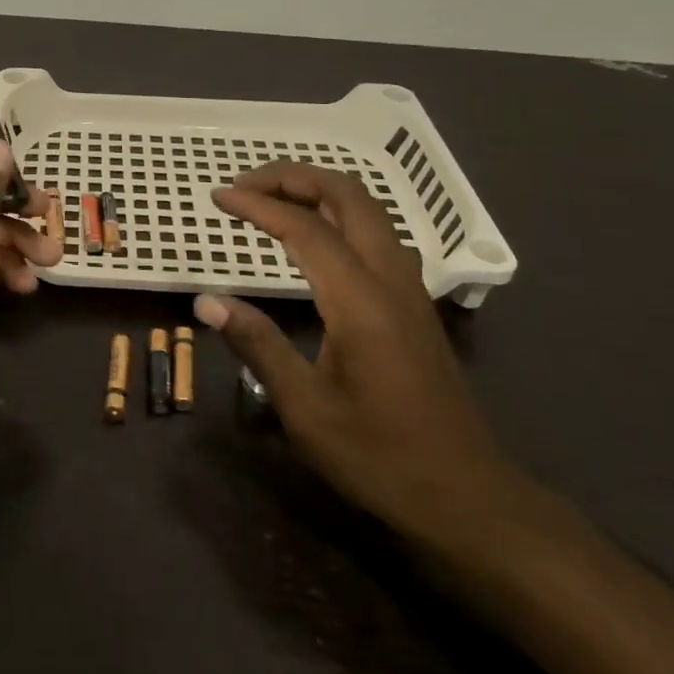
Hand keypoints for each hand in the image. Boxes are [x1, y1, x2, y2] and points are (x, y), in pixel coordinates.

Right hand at [194, 161, 526, 547]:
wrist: (467, 496)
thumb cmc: (380, 456)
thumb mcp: (305, 408)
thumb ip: (256, 344)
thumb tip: (205, 302)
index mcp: (360, 300)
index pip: (303, 228)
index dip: (257, 205)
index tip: (218, 197)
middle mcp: (390, 280)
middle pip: (349, 196)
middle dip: (295, 177)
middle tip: (247, 184)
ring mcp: (410, 289)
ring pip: (370, 211)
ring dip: (321, 191)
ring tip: (274, 200)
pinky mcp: (416, 305)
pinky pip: (378, 235)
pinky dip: (340, 215)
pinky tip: (316, 239)